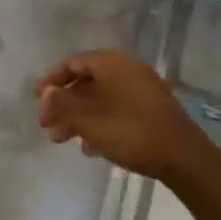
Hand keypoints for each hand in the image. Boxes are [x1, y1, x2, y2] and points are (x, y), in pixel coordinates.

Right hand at [35, 50, 214, 184]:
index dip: (51, 80)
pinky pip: (118, 109)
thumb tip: (47, 93)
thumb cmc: (129, 131)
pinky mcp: (153, 109)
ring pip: (101, 98)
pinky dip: (100, 122)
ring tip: (65, 140)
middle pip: (86, 82)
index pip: (72, 63)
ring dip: (79, 116)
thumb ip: (62, 104)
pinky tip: (93, 147)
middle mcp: (127, 68)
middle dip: (64, 104)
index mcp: (110, 62)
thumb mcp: (88, 119)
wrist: (183, 157)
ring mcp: (143, 88)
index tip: (37, 100)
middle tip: (48, 126)